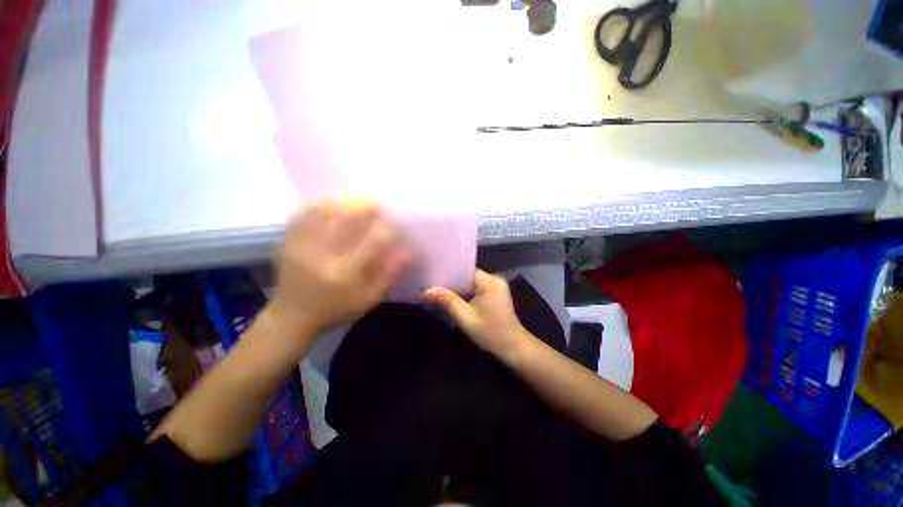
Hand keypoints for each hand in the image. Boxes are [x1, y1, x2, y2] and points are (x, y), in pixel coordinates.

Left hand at [271, 199, 410, 336]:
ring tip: (357, 201)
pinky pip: (304, 214)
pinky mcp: (289, 241)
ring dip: (343, 202)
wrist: (292, 315)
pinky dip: (321, 205)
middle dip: (364, 207)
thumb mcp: (369, 299)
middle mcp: (322, 255)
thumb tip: (407, 253)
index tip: (397, 226)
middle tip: (377, 204)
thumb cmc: (336, 309)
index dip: (388, 230)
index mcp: (345, 272)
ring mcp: (302, 245)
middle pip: (345, 219)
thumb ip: (389, 276)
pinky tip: (332, 204)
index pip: (373, 241)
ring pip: (324, 212)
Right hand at [424, 269, 532, 358]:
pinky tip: (452, 298)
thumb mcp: (466, 318)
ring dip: (457, 288)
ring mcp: (495, 286)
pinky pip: (475, 288)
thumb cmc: (491, 333)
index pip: (465, 270)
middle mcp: (494, 279)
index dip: (448, 272)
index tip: (432, 275)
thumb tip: (427, 290)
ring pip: (470, 282)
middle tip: (431, 284)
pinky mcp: (494, 294)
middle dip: (451, 281)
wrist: (513, 348)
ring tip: (438, 290)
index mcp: (490, 281)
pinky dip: (465, 293)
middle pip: (467, 275)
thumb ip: (448, 301)